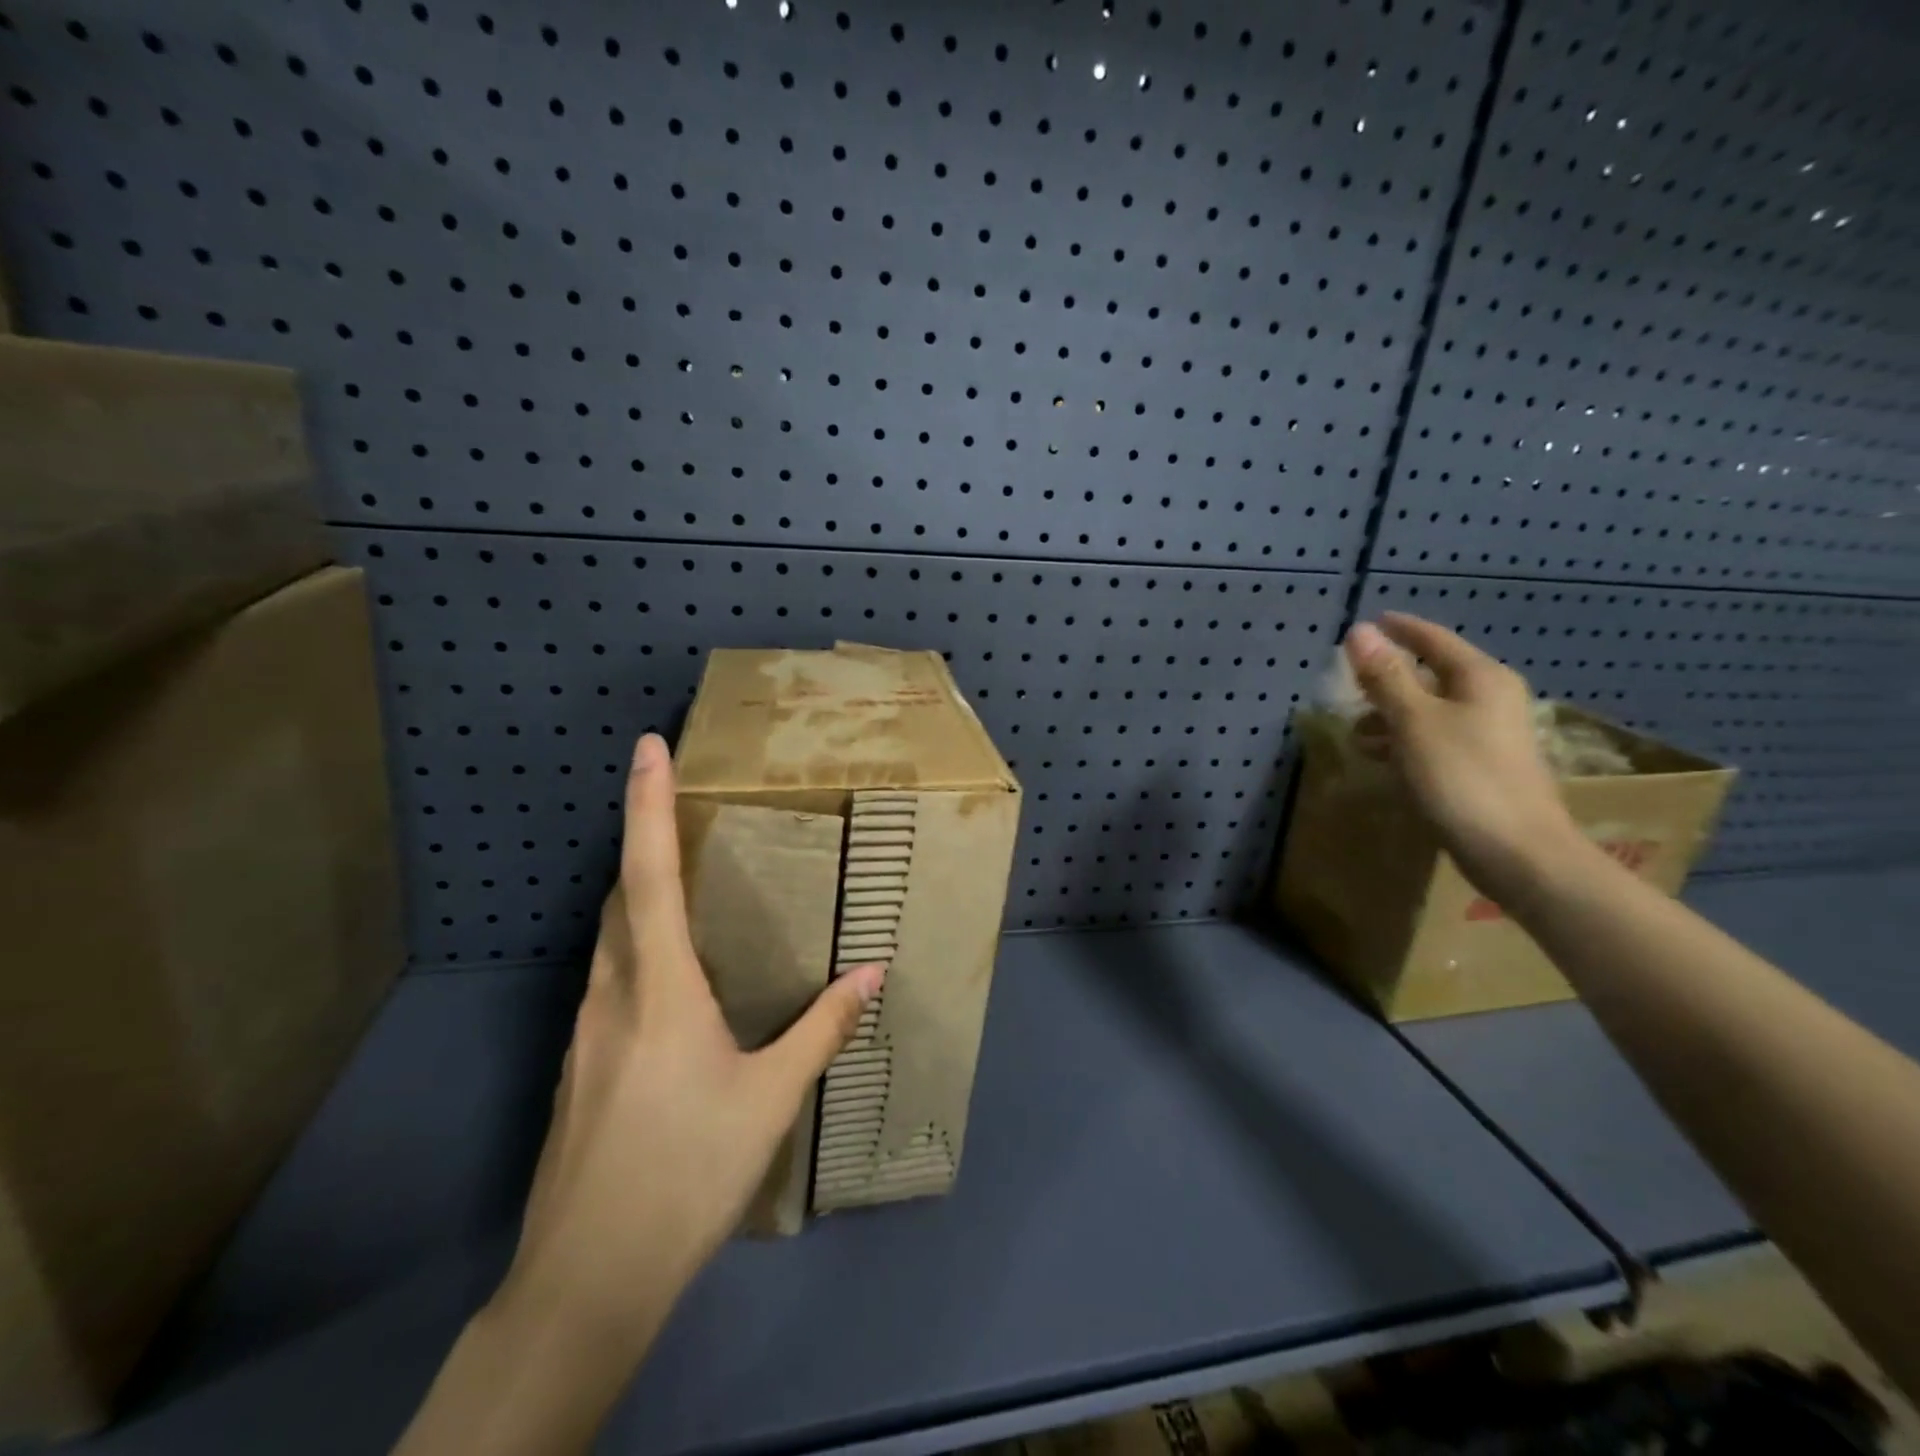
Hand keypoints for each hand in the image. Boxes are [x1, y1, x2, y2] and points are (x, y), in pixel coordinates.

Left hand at [497, 732, 882, 1345]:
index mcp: (659, 986)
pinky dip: (634, 950)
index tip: (648, 746)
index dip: (648, 803)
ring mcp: (586, 1031)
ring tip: (683, 885)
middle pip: (621, 896)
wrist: (587, 1279)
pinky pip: (607, 979)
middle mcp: (612, 993)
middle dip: (645, 843)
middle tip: (681, 812)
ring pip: (609, 939)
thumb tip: (874, 972)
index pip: (650, 872)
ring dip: (638, 897)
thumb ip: (822, 1028)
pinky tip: (667, 981)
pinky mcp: (579, 1065)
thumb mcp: (771, 1097)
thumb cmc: (686, 1171)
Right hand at [1343, 613, 1582, 894]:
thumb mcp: (1413, 722)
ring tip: (1355, 730)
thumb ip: (1386, 676)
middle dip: (1388, 678)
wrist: (1517, 852)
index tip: (1368, 622)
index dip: (1399, 629)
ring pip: (1430, 709)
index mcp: (1480, 678)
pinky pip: (1435, 738)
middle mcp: (1491, 698)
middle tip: (1349, 682)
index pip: (1433, 639)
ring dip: (1391, 714)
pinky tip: (1381, 758)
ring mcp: (1490, 734)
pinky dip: (1405, 740)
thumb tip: (1359, 632)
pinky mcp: (1482, 766)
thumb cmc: (1461, 777)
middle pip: (1432, 674)